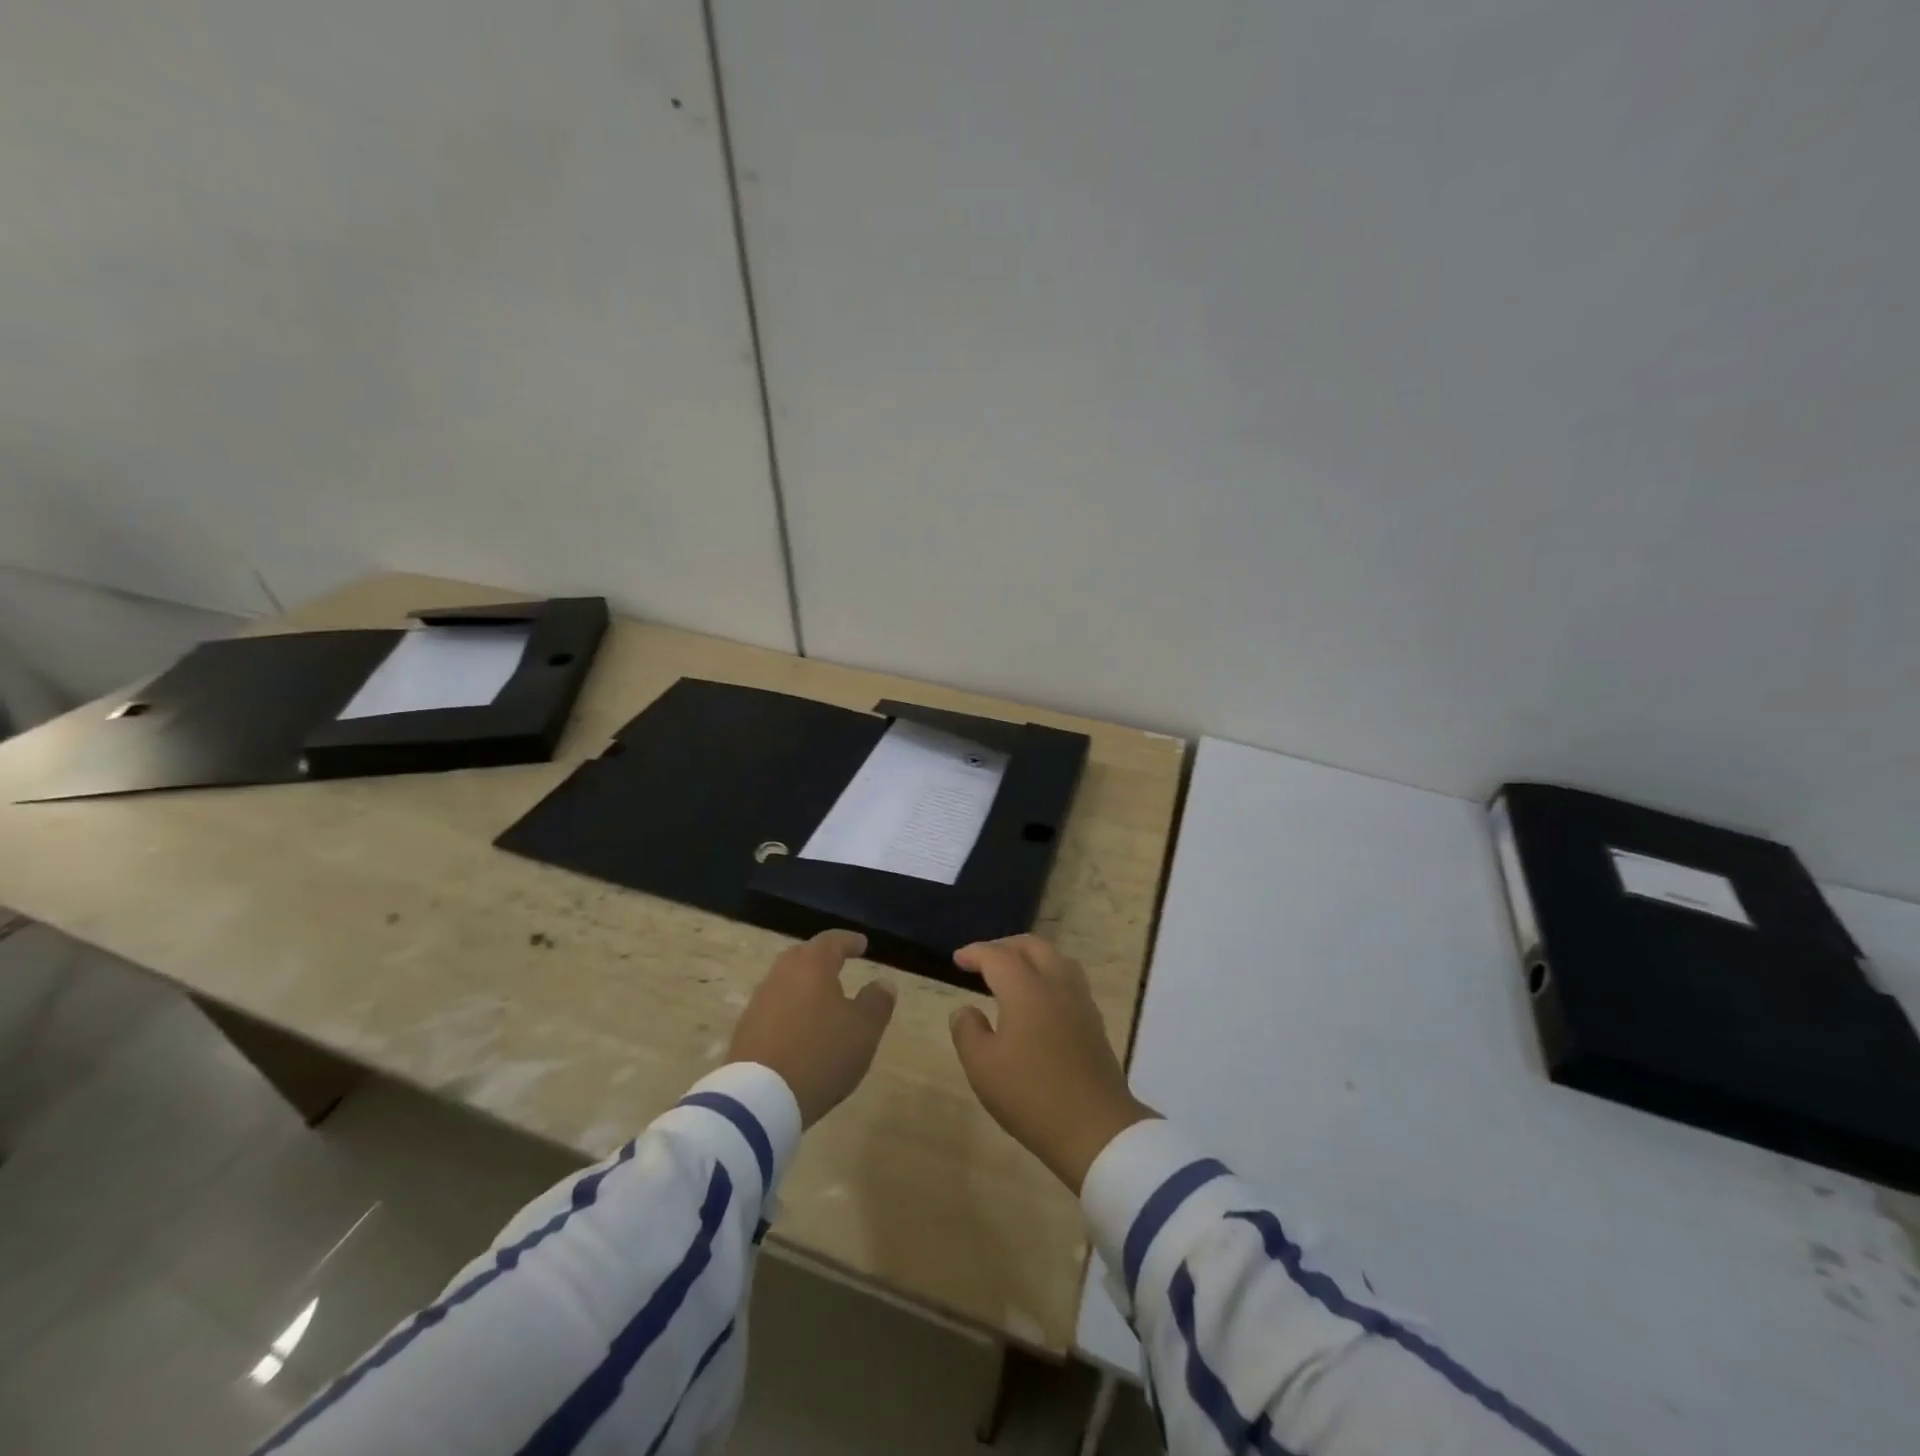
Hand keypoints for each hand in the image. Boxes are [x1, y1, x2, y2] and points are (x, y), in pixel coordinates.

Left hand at [728, 930, 895, 1126]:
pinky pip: (773, 1009)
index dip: (849, 941)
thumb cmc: (821, 1054)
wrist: (760, 1099)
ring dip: (804, 986)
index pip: (831, 941)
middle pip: (802, 957)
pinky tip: (799, 1029)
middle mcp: (781, 975)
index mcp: (812, 966)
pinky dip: (790, 1010)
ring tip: (821, 1000)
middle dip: (821, 959)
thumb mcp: (864, 1030)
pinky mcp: (745, 1031)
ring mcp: (759, 1003)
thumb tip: (883, 982)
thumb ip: (877, 1002)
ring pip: (785, 983)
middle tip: (838, 964)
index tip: (862, 944)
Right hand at [948, 936, 1154, 1192]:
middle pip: (1032, 946)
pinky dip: (1049, 975)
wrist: (1094, 1127)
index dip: (975, 953)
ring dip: (1031, 957)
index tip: (958, 960)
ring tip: (1013, 973)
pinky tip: (1040, 999)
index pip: (997, 955)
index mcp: (1025, 988)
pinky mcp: (1093, 1021)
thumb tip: (965, 1010)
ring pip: (1056, 958)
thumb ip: (967, 1031)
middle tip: (984, 961)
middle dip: (1005, 946)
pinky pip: (1069, 979)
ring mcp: (1080, 1001)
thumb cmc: (1030, 1095)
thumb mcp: (982, 1067)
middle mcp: (1055, 984)